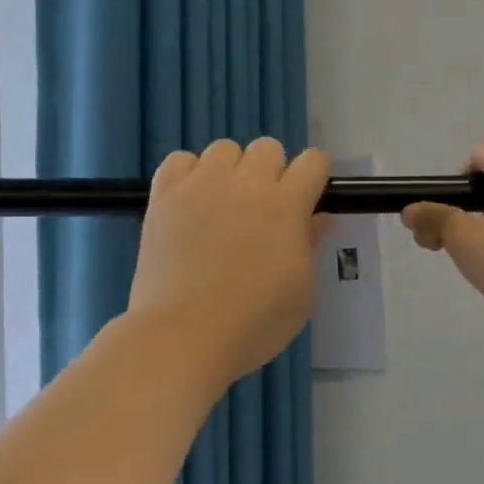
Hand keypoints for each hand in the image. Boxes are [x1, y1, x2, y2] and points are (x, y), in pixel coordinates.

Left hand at [127, 138, 331, 388]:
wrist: (183, 335)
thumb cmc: (253, 323)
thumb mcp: (301, 293)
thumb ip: (310, 246)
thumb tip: (319, 218)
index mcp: (286, 205)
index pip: (313, 162)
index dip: (315, 175)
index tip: (309, 197)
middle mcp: (245, 184)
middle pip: (268, 148)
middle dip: (273, 172)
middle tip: (264, 210)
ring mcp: (201, 185)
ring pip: (224, 149)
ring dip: (231, 171)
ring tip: (224, 205)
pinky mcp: (164, 196)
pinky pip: (179, 160)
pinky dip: (189, 174)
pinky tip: (190, 202)